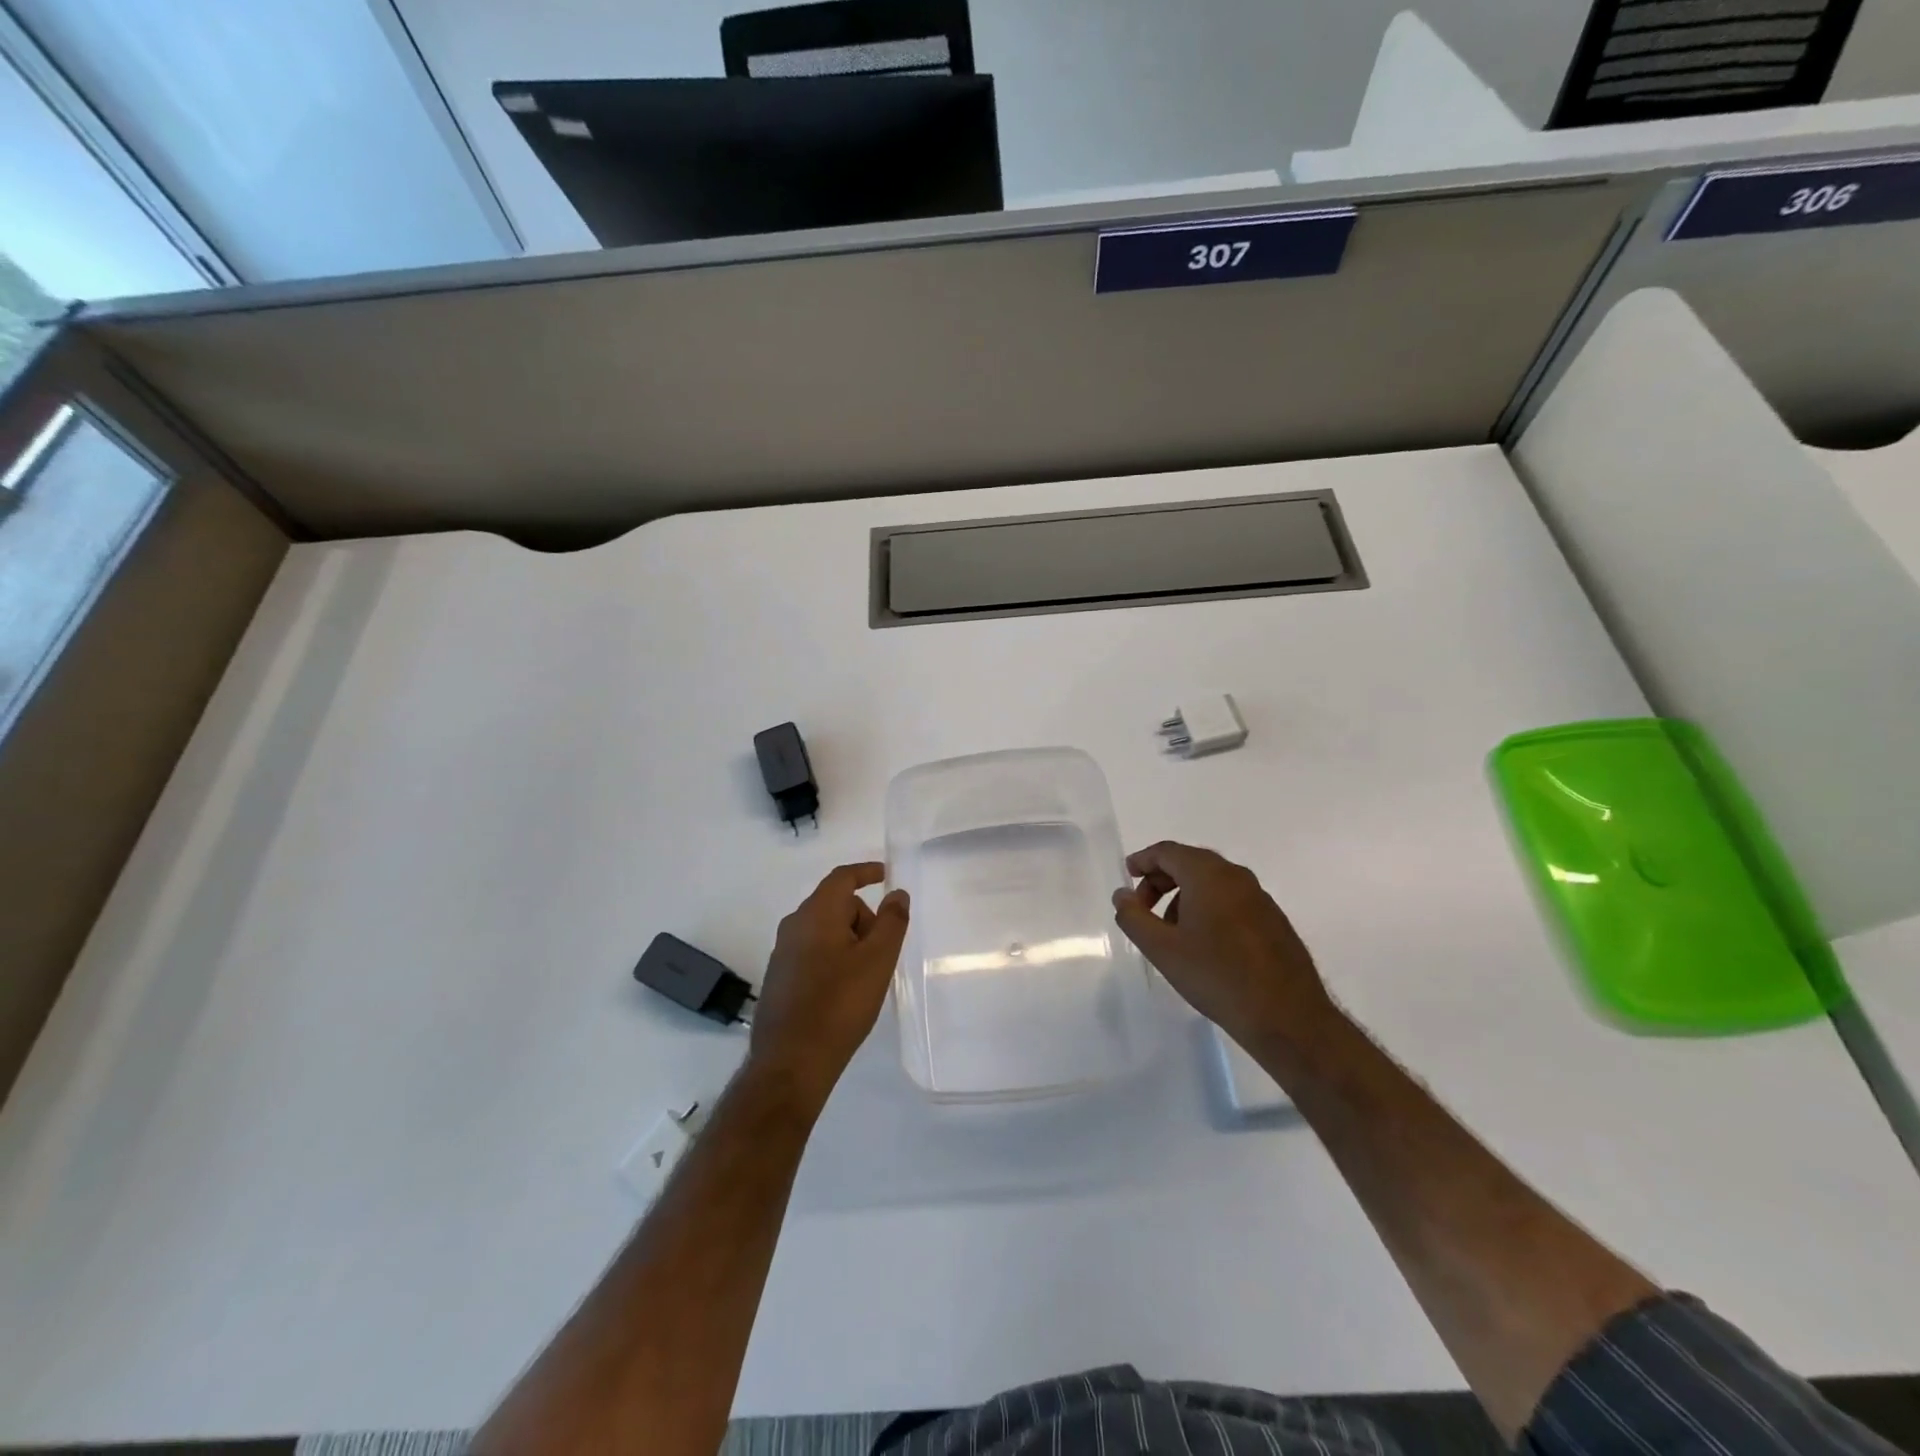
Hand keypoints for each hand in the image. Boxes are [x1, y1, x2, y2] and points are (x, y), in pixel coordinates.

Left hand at [747, 863, 909, 1109]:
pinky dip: (833, 958)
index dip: (865, 872)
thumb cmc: (840, 1004)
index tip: (885, 875)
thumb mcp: (878, 960)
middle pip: (834, 904)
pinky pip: (812, 952)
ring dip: (849, 940)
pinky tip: (844, 991)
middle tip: (884, 949)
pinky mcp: (779, 978)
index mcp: (816, 913)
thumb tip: (896, 893)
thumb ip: (892, 921)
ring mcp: (782, 953)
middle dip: (863, 917)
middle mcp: (793, 926)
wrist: (791, 1062)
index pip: (842, 878)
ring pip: (823, 930)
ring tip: (867, 975)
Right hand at [1112, 841, 1333, 1048]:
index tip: (1127, 875)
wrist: (1287, 1017)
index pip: (1168, 851)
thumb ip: (1134, 917)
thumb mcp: (1162, 949)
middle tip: (1143, 908)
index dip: (1143, 860)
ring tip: (1171, 933)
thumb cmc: (1216, 976)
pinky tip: (1203, 944)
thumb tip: (1122, 895)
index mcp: (1209, 875)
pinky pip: (1231, 900)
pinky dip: (1208, 908)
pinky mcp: (1273, 920)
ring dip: (1184, 896)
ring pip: (1212, 883)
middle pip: (1190, 863)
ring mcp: (1260, 898)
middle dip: (1161, 880)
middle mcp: (1237, 877)